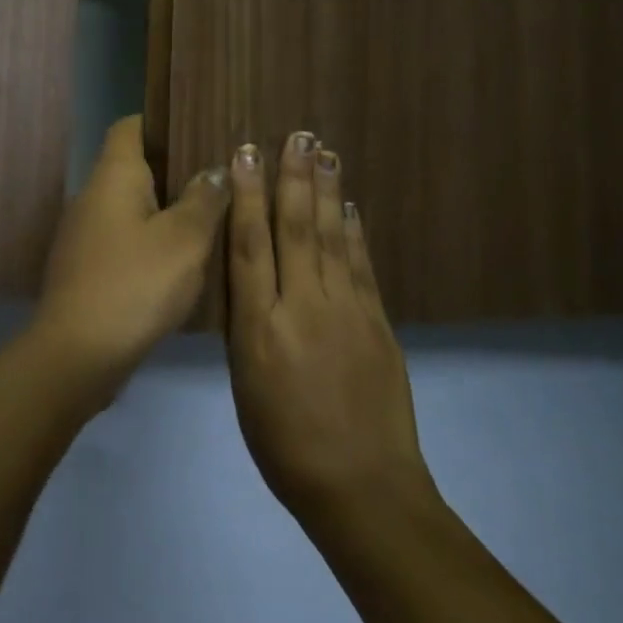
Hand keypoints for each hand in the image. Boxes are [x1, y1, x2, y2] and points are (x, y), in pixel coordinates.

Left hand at [34, 116, 229, 378]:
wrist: (77, 353)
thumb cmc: (135, 284)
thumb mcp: (185, 240)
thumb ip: (204, 199)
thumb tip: (215, 170)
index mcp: (113, 176)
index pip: (130, 126)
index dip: (161, 121)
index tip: (199, 127)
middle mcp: (92, 196)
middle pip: (133, 166)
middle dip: (174, 168)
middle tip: (220, 174)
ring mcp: (84, 233)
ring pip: (130, 205)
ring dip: (164, 208)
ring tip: (210, 214)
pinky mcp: (86, 267)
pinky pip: (123, 238)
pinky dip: (150, 240)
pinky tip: (181, 259)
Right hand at [225, 132, 436, 529]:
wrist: (361, 487)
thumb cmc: (284, 444)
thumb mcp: (244, 384)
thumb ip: (245, 324)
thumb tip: (247, 276)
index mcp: (258, 327)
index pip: (249, 246)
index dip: (247, 196)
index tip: (246, 155)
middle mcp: (302, 307)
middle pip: (294, 229)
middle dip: (292, 178)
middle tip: (295, 135)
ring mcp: (346, 312)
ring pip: (330, 237)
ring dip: (325, 191)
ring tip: (324, 153)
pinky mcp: (378, 323)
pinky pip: (361, 266)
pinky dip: (353, 232)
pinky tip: (348, 206)